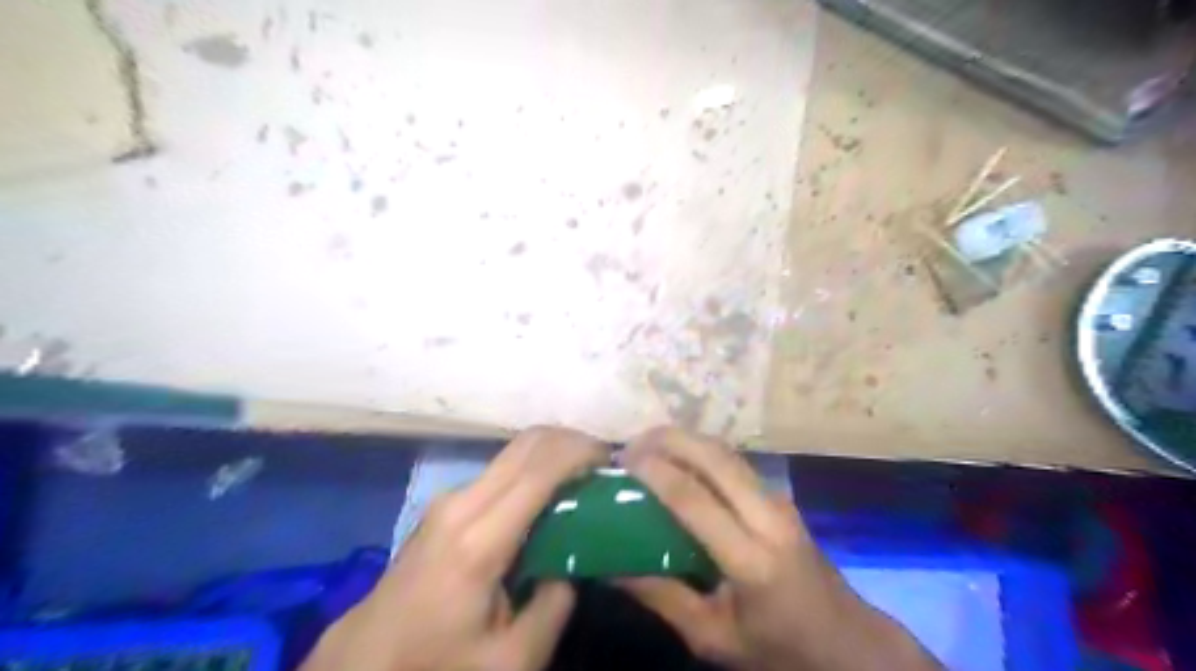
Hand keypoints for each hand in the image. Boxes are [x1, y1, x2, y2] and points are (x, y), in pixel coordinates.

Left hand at [304, 428, 611, 670]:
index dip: (582, 455)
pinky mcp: (446, 503)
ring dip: (554, 452)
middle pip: (528, 443)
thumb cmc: (436, 663)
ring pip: (515, 449)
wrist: (365, 661)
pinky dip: (535, 467)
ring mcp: (450, 498)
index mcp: (479, 540)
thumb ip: (554, 606)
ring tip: (586, 476)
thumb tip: (574, 562)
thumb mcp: (510, 660)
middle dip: (573, 442)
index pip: (540, 470)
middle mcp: (463, 502)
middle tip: (606, 464)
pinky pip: (502, 468)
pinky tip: (551, 492)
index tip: (614, 463)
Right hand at [617, 428, 943, 669]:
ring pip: (727, 452)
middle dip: (669, 440)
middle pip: (715, 458)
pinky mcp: (780, 497)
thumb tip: (610, 568)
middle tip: (629, 446)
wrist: (848, 642)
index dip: (656, 473)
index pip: (695, 501)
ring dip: (686, 440)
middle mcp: (769, 518)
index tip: (621, 461)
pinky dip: (701, 451)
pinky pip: (735, 462)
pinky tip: (679, 459)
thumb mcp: (713, 637)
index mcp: (751, 560)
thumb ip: (661, 598)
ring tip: (647, 446)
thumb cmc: (779, 648)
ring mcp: (779, 502)